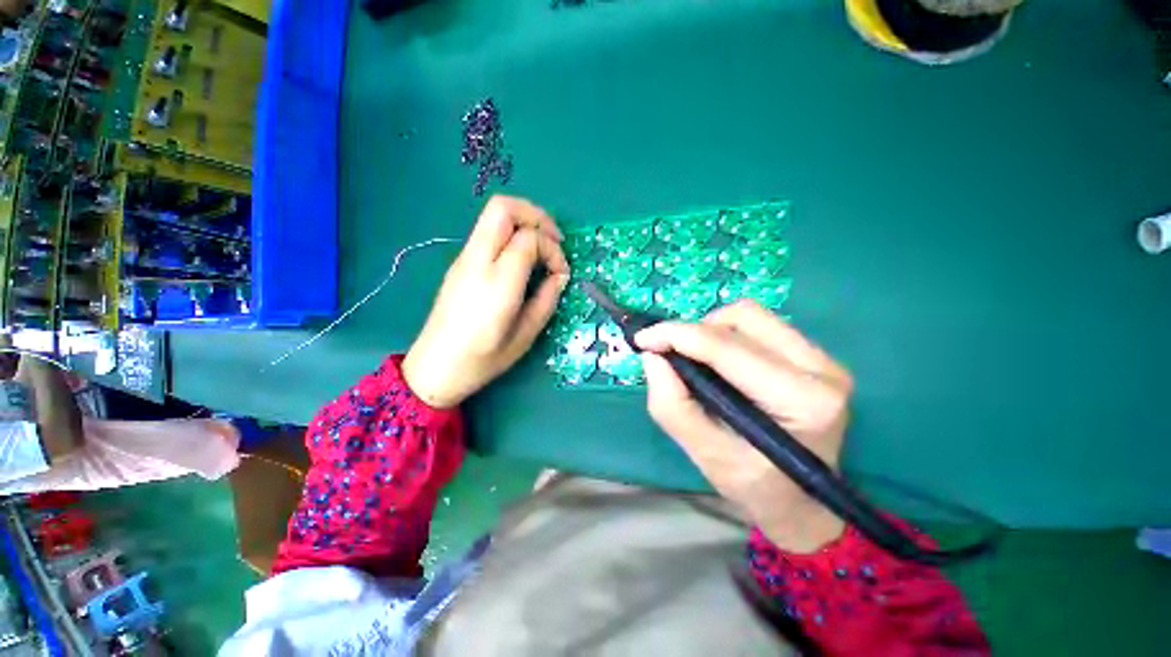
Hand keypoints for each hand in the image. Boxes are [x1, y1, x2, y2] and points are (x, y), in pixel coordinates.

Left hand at [403, 196, 569, 408]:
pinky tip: (522, 259)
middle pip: (503, 208)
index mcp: (497, 283)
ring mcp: (463, 259)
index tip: (561, 273)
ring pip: (493, 214)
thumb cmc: (483, 359)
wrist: (434, 368)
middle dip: (536, 215)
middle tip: (555, 240)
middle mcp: (477, 261)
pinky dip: (511, 234)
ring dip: (523, 222)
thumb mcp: (525, 335)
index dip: (553, 250)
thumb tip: (559, 276)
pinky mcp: (459, 263)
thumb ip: (547, 300)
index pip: (528, 239)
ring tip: (542, 248)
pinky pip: (486, 232)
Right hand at [635, 300, 852, 552]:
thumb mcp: (706, 455)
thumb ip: (672, 405)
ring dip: (711, 329)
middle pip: (743, 317)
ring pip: (751, 315)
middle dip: (696, 330)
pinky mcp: (816, 356)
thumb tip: (652, 356)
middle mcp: (822, 370)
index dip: (677, 335)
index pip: (727, 348)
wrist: (803, 503)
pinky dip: (727, 334)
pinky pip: (761, 326)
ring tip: (695, 357)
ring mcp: (824, 359)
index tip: (643, 339)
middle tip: (673, 354)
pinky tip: (718, 360)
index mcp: (801, 401)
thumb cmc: (756, 487)